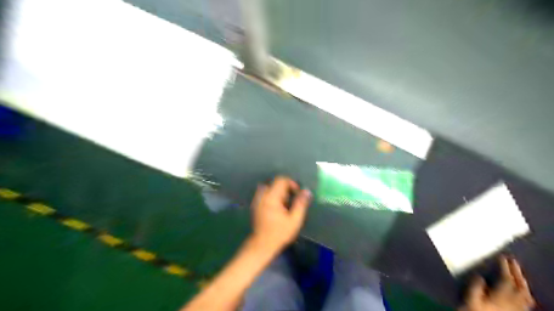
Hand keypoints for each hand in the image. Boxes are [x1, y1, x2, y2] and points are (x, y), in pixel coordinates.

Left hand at [250, 176, 310, 251]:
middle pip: (275, 183)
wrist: (262, 245)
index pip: (281, 180)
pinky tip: (277, 208)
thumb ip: (301, 204)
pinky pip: (264, 193)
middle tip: (291, 201)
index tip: (297, 194)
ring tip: (284, 204)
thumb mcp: (294, 220)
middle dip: (285, 189)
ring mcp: (257, 200)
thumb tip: (306, 191)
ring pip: (270, 187)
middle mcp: (263, 195)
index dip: (291, 184)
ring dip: (278, 192)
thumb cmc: (279, 233)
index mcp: (271, 197)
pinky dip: (272, 196)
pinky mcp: (255, 205)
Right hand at [464, 256, 535, 310]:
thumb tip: (479, 276)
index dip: (505, 268)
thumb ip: (475, 288)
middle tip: (513, 261)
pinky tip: (523, 292)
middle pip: (520, 287)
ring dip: (523, 283)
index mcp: (499, 298)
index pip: (506, 280)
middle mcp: (511, 303)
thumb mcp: (470, 300)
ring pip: (526, 296)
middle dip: (517, 273)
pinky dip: (526, 295)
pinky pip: (526, 304)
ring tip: (519, 274)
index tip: (502, 257)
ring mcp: (515, 310)